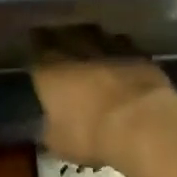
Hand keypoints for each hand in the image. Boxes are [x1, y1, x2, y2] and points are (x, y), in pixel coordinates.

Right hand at [30, 25, 176, 169]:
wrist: (140, 122)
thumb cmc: (91, 135)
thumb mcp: (59, 142)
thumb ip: (50, 129)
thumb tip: (47, 126)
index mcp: (50, 69)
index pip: (37, 48)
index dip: (36, 47)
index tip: (36, 46)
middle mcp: (75, 50)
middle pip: (64, 35)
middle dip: (61, 37)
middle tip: (61, 41)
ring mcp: (107, 47)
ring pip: (93, 33)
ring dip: (90, 38)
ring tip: (89, 43)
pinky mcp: (136, 53)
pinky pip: (121, 44)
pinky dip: (118, 48)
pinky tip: (119, 54)